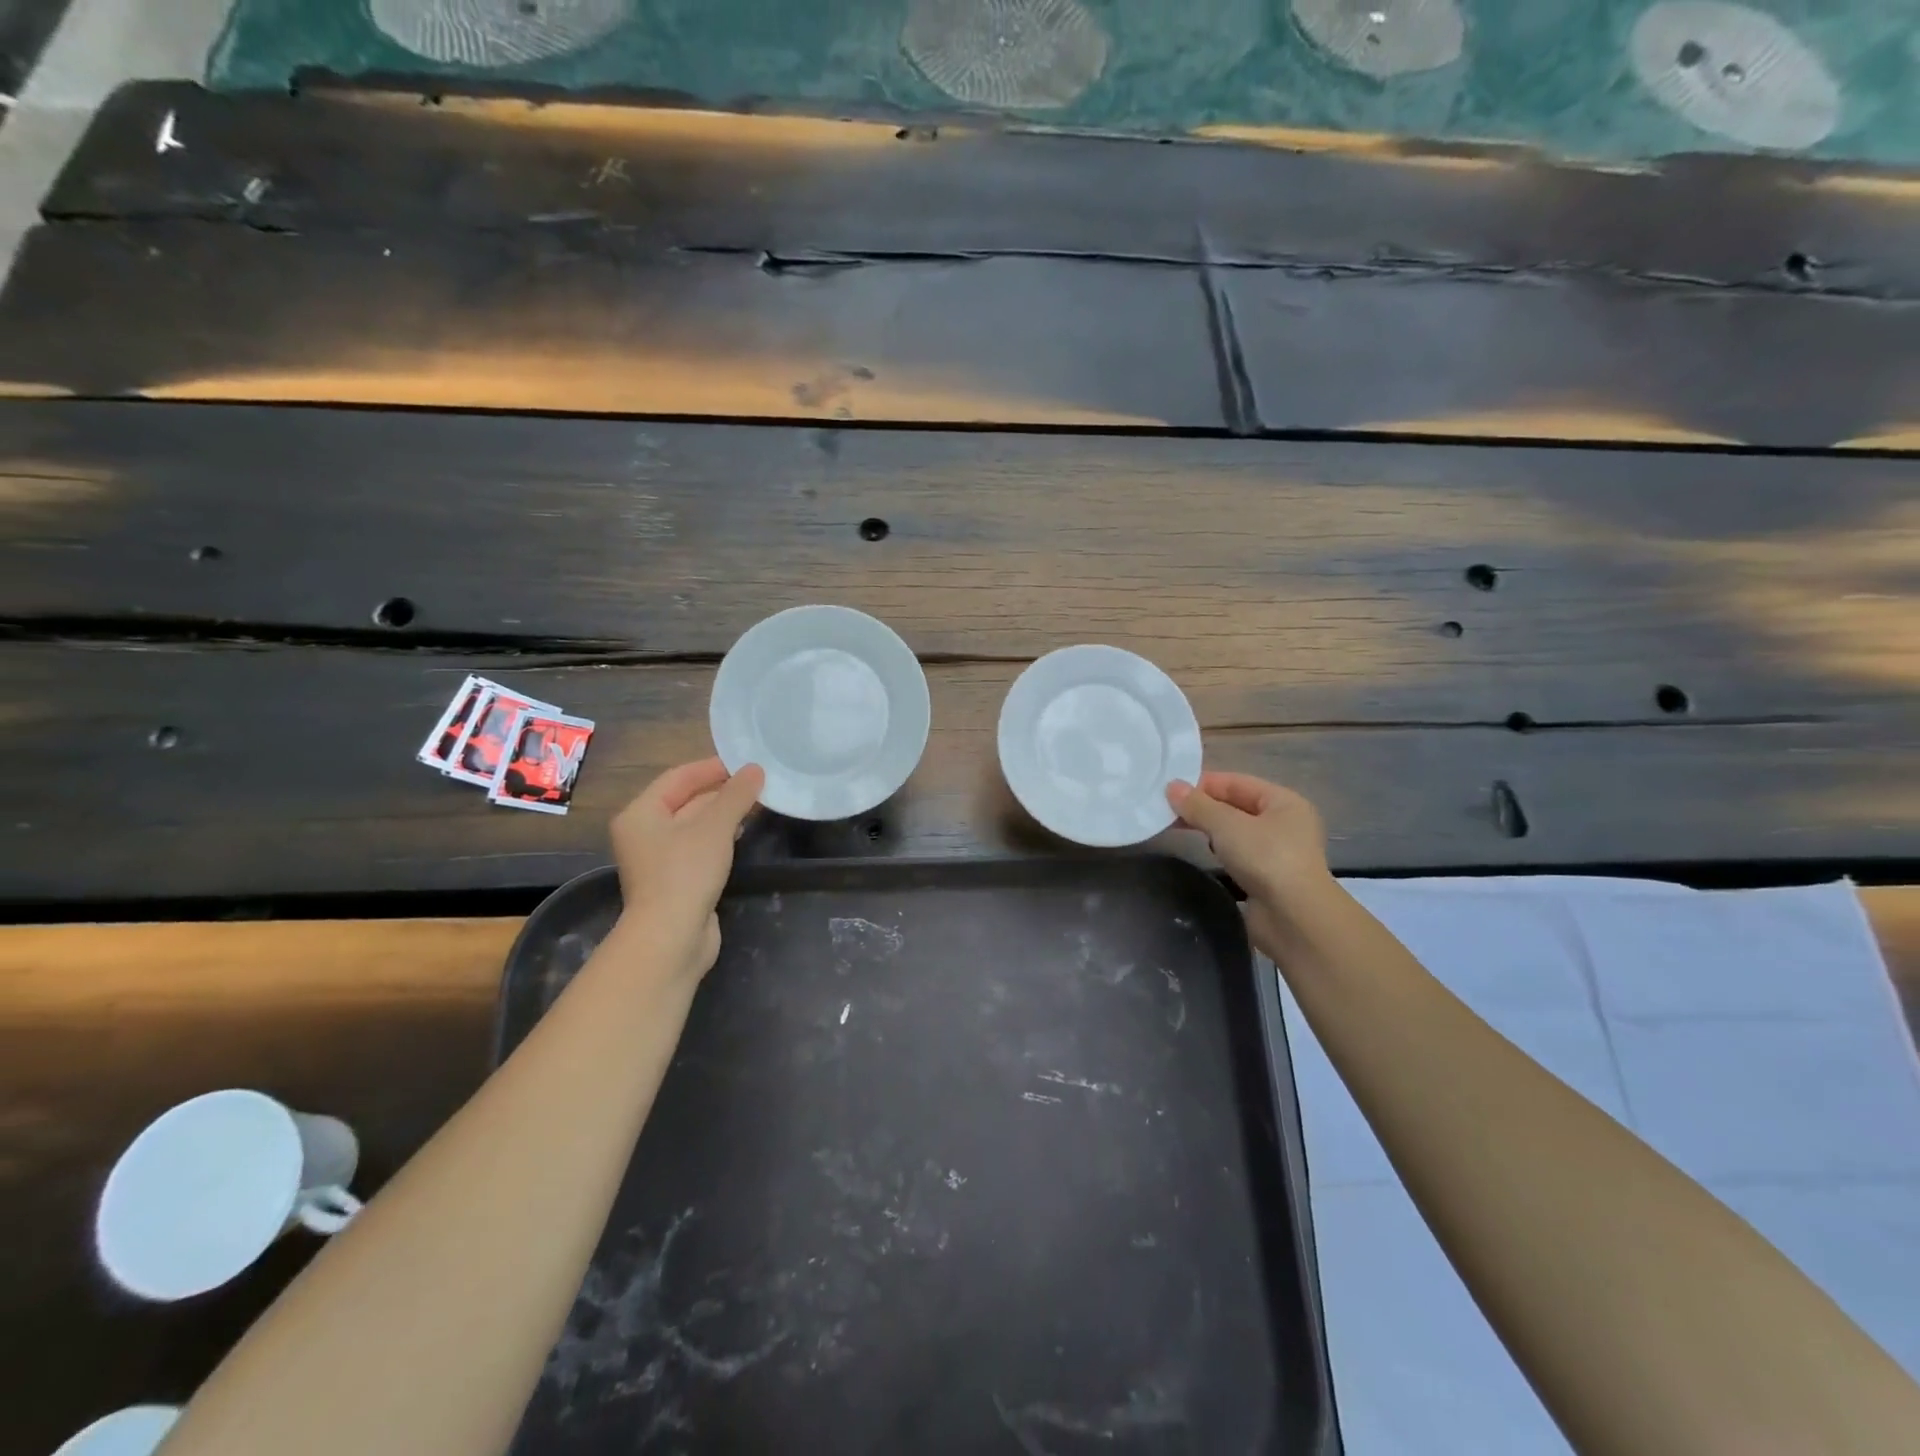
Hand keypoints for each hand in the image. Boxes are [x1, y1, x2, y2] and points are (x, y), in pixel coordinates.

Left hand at [610, 757, 764, 982]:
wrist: (671, 937)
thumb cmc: (686, 872)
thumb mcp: (715, 826)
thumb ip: (736, 795)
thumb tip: (756, 770)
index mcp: (641, 813)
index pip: (678, 777)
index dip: (712, 767)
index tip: (745, 762)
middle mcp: (644, 833)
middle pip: (685, 801)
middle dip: (720, 791)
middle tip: (757, 783)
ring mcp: (658, 860)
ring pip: (693, 826)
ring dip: (722, 814)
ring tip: (755, 804)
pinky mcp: (675, 881)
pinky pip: (698, 848)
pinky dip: (719, 837)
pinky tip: (741, 834)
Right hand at [1167, 772, 1331, 955]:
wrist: (1294, 918)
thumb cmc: (1266, 859)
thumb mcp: (1227, 825)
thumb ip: (1197, 805)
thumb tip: (1171, 786)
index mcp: (1284, 801)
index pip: (1236, 782)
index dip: (1203, 784)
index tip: (1169, 791)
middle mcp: (1285, 823)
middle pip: (1236, 806)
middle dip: (1203, 808)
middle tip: (1167, 812)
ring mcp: (1278, 852)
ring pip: (1236, 832)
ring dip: (1210, 830)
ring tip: (1178, 830)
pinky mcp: (1268, 877)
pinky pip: (1238, 855)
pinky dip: (1220, 851)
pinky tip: (1203, 854)